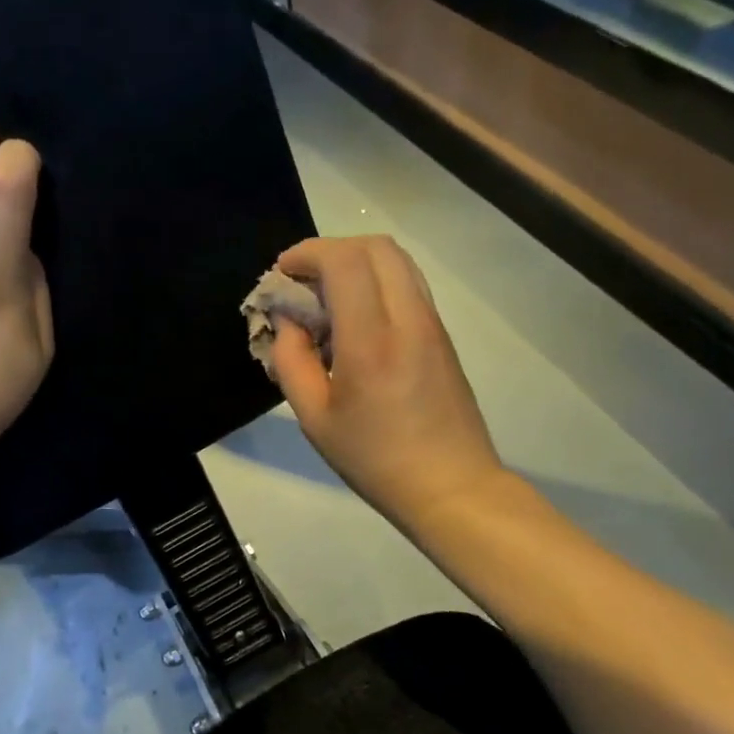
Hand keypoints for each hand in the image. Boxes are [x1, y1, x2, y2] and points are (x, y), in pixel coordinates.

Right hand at [268, 236, 501, 529]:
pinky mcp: (442, 335)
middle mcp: (408, 319)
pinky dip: (375, 282)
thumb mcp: (315, 418)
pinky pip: (408, 285)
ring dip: (356, 262)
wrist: (451, 486)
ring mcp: (432, 324)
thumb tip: (288, 321)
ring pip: (397, 261)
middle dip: (331, 250)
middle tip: (302, 280)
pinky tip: (354, 318)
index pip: (344, 262)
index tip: (282, 272)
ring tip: (326, 296)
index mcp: (371, 341)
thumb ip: (291, 361)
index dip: (307, 254)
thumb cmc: (374, 459)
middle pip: (376, 246)